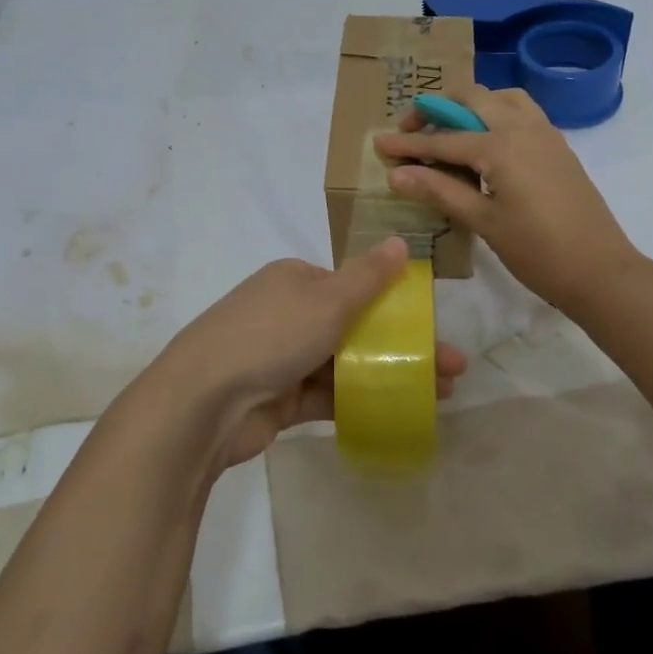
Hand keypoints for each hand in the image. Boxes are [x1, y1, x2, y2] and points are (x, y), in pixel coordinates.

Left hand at [147, 237, 468, 467]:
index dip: (393, 305)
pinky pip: (326, 396)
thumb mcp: (327, 300)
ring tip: (438, 395)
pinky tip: (398, 413)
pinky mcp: (278, 398)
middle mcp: (287, 313)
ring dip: (388, 375)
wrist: (203, 402)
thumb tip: (400, 240)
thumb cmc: (270, 337)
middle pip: (353, 327)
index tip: (430, 328)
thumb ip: (368, 277)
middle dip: (400, 346)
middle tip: (450, 369)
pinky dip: (359, 401)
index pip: (351, 286)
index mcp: (295, 280)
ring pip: (344, 364)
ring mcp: (280, 358)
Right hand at [376, 86, 642, 316]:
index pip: (443, 140)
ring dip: (470, 105)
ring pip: (501, 98)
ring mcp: (545, 133)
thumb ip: (439, 191)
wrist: (601, 272)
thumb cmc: (538, 252)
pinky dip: (496, 114)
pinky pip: (522, 112)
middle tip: (412, 131)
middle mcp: (523, 127)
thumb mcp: (483, 222)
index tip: (379, 144)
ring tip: (449, 129)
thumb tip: (396, 175)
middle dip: (436, 109)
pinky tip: (485, 143)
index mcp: (501, 145)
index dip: (407, 144)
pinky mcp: (558, 146)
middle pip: (471, 98)